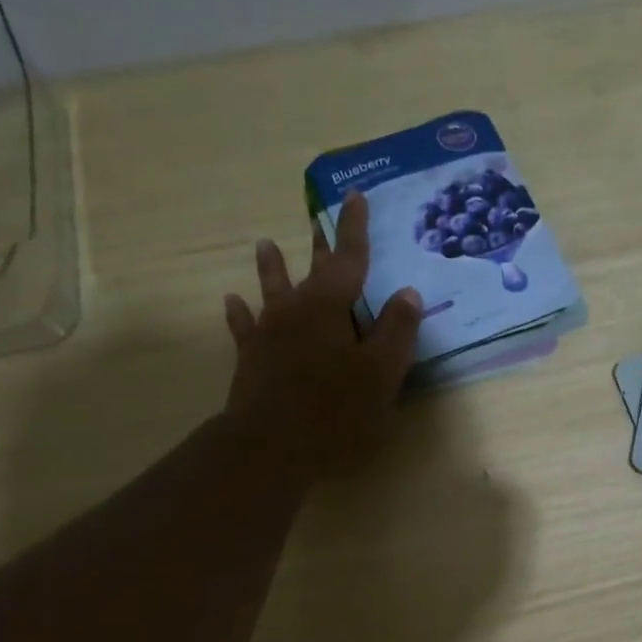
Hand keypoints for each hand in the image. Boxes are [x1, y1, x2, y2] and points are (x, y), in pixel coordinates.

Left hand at [222, 191, 422, 478]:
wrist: (271, 444)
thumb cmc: (335, 408)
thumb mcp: (381, 371)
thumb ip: (396, 330)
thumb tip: (407, 292)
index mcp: (330, 306)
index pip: (348, 258)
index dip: (354, 228)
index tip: (355, 197)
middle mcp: (296, 309)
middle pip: (311, 270)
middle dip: (319, 244)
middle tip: (317, 217)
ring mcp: (268, 332)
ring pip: (271, 291)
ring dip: (272, 268)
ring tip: (265, 244)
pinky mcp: (251, 358)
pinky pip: (244, 327)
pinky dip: (240, 314)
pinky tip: (233, 302)